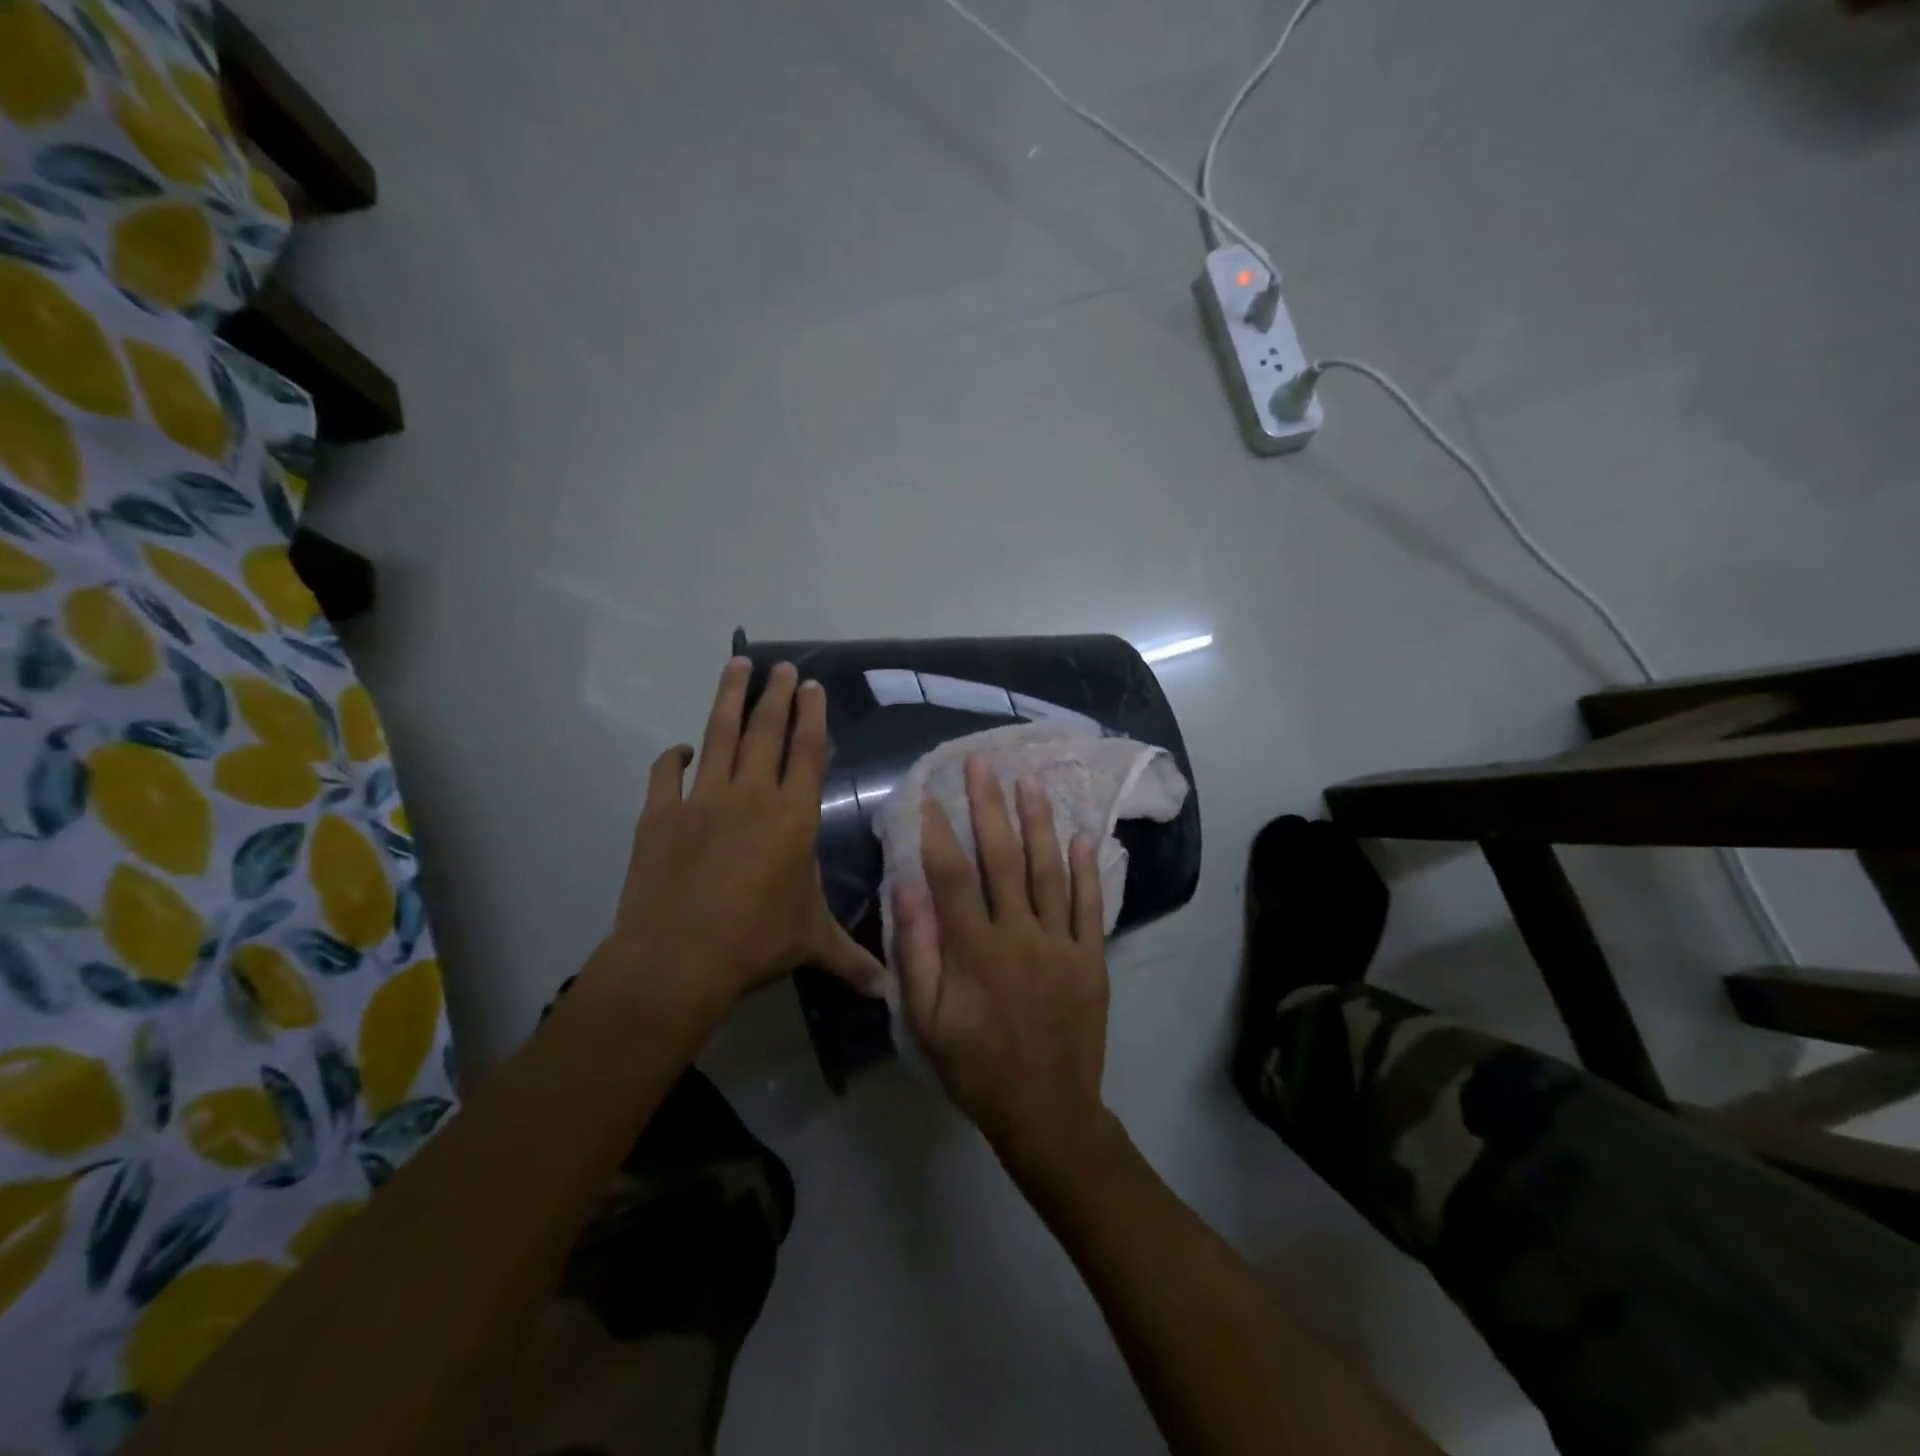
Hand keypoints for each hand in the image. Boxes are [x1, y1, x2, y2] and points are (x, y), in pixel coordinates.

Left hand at [592, 658, 883, 1017]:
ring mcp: (701, 800)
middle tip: (779, 665)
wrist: (677, 958)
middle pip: (766, 732)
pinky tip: (680, 749)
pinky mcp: (659, 814)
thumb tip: (891, 990)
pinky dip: (672, 758)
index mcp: (792, 818)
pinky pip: (665, 774)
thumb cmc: (755, 943)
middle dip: (775, 694)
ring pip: (718, 735)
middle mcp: (751, 796)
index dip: (812, 716)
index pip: (808, 752)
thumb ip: (851, 959)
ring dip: (728, 698)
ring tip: (735, 664)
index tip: (811, 686)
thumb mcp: (810, 944)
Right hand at [895, 756, 1115, 1183]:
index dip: (938, 832)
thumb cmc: (976, 1067)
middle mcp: (1020, 935)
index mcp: (976, 950)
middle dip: (989, 806)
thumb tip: (907, 890)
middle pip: (1003, 859)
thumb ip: (917, 954)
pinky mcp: (1091, 958)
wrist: (1046, 1111)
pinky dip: (1086, 870)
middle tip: (982, 764)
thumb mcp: (928, 1021)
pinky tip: (1083, 836)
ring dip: (1038, 823)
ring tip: (1029, 782)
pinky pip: (1090, 906)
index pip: (953, 876)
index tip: (928, 794)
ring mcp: (1061, 944)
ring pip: (1049, 871)